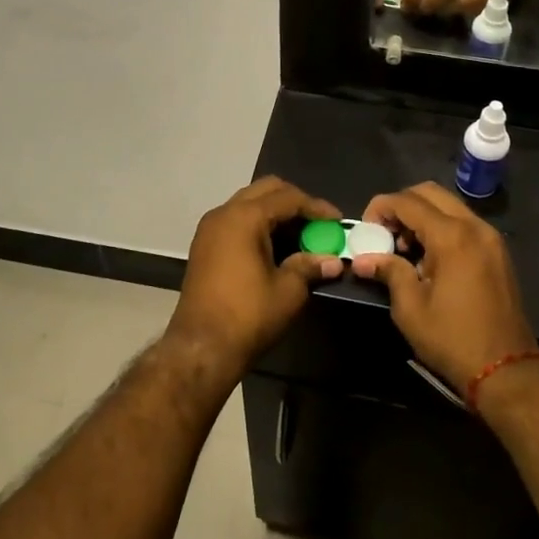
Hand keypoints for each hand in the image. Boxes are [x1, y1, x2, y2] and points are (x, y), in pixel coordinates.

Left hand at [165, 177, 342, 384]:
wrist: (200, 348)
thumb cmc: (248, 316)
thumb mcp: (288, 291)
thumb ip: (310, 267)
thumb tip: (333, 261)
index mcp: (245, 217)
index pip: (288, 198)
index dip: (317, 207)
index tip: (338, 221)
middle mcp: (224, 213)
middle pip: (266, 190)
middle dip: (295, 202)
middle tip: (318, 223)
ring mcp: (210, 228)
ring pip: (249, 203)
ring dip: (276, 213)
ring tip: (300, 235)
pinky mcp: (204, 245)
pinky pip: (236, 220)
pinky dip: (258, 224)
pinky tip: (276, 246)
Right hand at [348, 182, 538, 398]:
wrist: (507, 370)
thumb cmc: (453, 339)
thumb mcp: (411, 308)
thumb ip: (389, 272)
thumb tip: (363, 259)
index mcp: (452, 236)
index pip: (408, 202)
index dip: (381, 207)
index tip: (366, 228)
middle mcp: (474, 226)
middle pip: (430, 193)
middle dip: (402, 205)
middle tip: (385, 233)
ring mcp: (490, 237)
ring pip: (448, 205)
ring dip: (422, 215)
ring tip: (405, 248)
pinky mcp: (497, 251)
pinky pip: (463, 222)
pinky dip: (441, 227)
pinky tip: (429, 257)